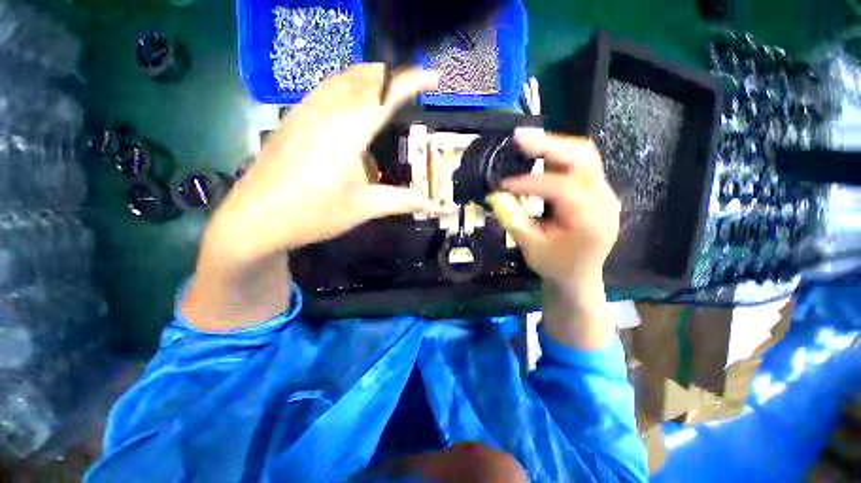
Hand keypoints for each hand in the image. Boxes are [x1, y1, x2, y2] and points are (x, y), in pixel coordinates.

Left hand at [184, 65, 437, 330]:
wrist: (256, 219)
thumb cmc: (315, 214)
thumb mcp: (364, 208)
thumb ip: (401, 201)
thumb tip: (432, 206)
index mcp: (348, 133)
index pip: (386, 96)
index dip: (412, 82)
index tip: (434, 77)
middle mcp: (326, 113)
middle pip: (362, 78)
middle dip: (391, 75)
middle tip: (412, 84)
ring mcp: (304, 113)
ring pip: (341, 79)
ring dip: (368, 77)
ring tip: (387, 86)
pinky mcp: (291, 120)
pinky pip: (324, 90)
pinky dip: (346, 86)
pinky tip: (350, 101)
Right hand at [491, 129, 620, 285]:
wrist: (579, 277)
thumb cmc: (556, 267)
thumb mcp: (531, 248)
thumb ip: (514, 220)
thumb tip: (495, 196)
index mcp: (591, 220)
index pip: (561, 188)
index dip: (529, 182)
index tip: (503, 184)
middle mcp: (604, 199)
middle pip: (582, 157)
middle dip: (548, 145)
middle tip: (519, 138)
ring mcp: (604, 193)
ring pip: (584, 155)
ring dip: (553, 146)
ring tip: (526, 141)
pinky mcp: (596, 191)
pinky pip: (580, 164)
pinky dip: (558, 156)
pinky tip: (539, 155)